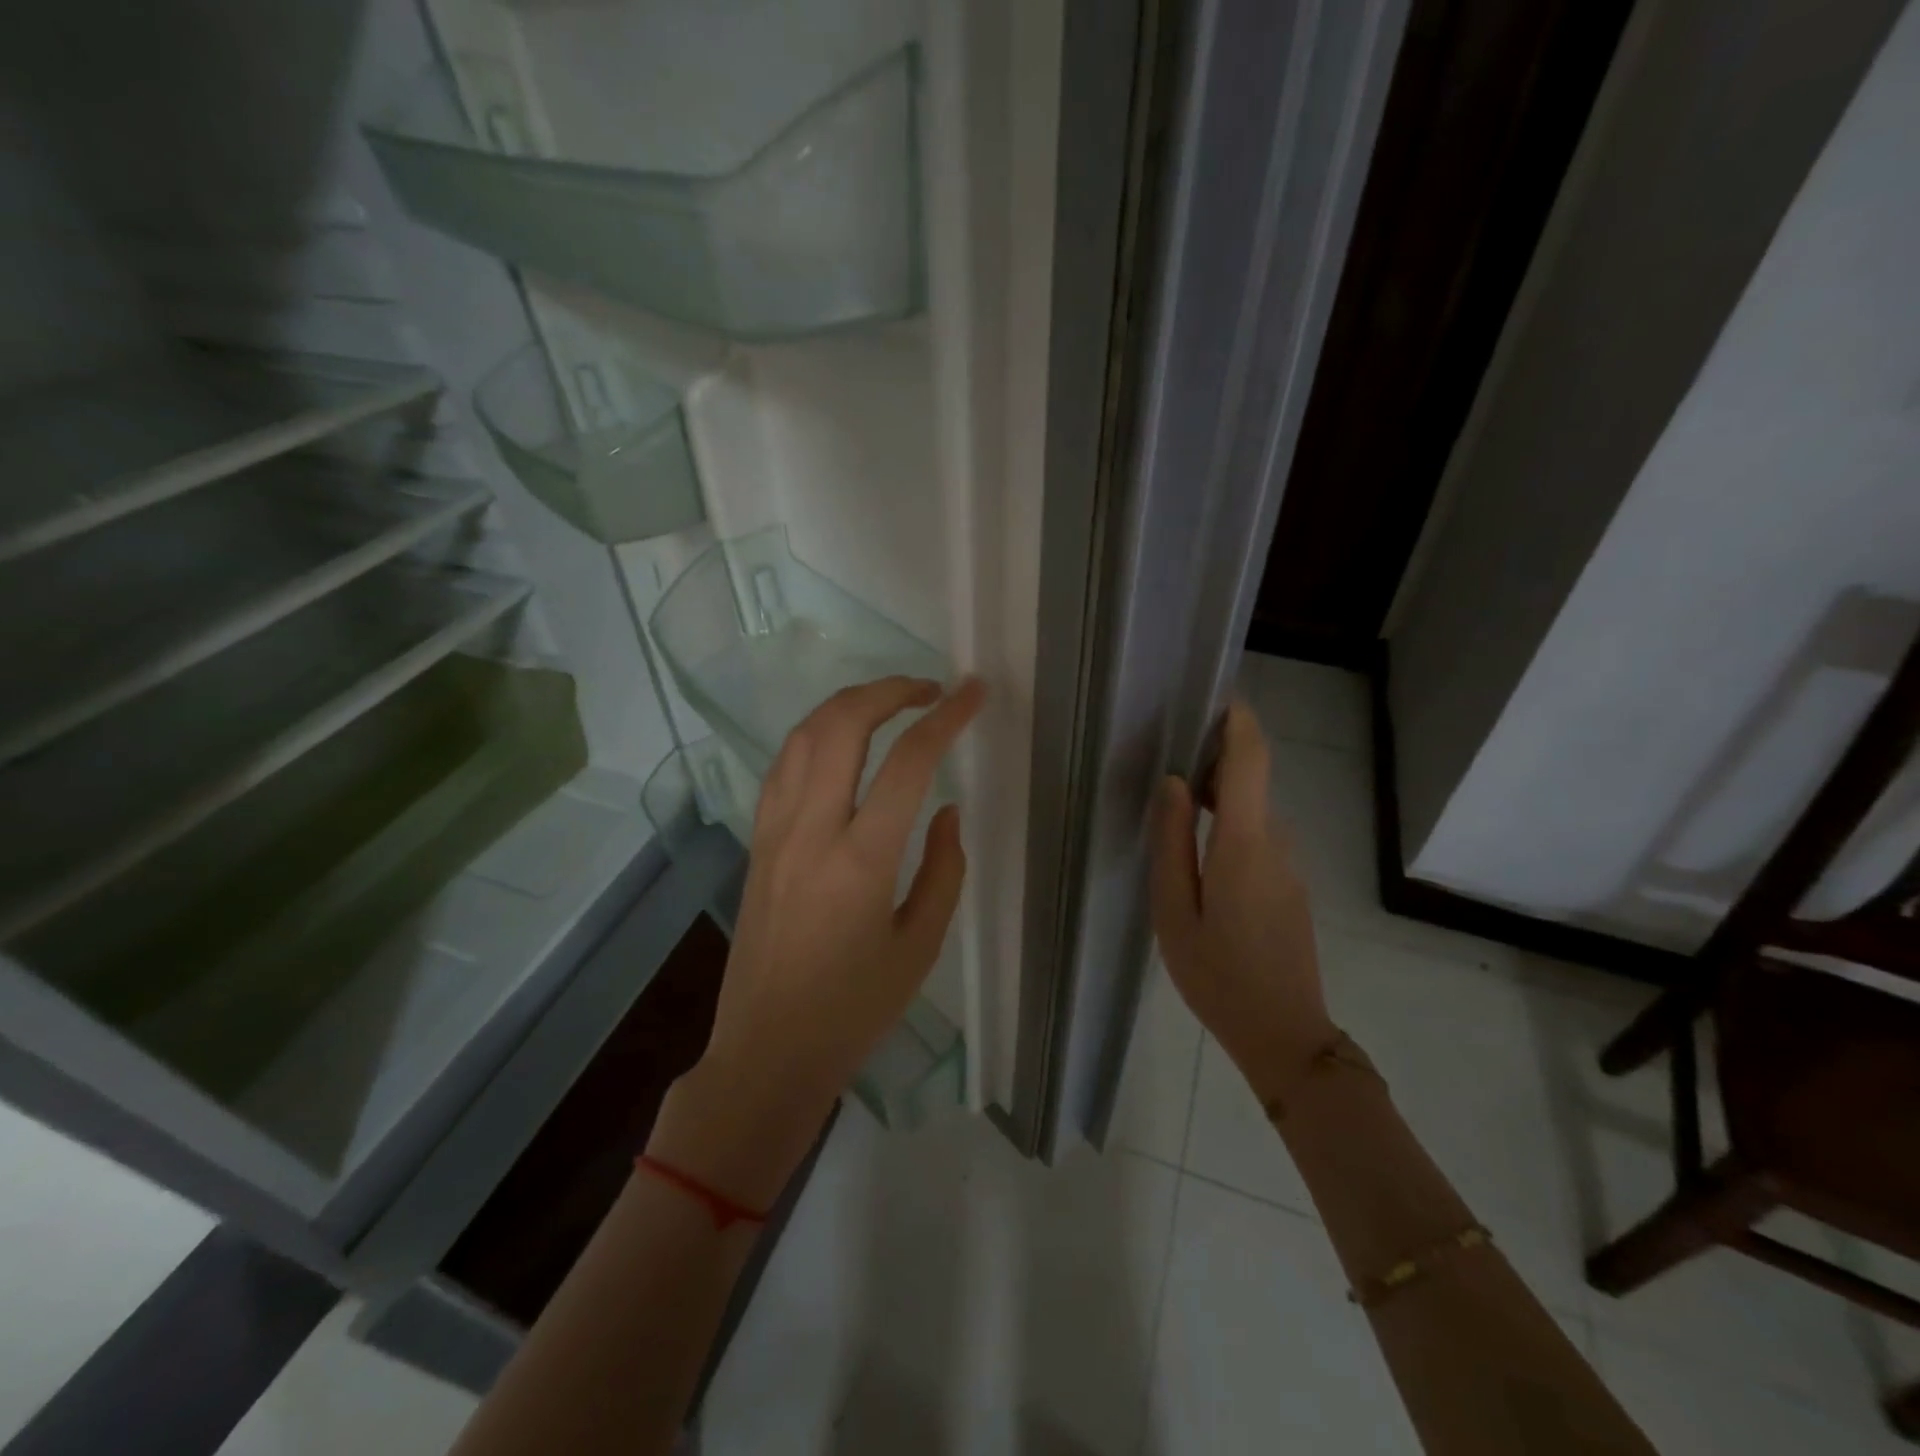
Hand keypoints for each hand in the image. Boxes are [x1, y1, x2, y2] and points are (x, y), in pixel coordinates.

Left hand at [651, 676, 985, 1207]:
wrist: (766, 1050)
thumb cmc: (854, 1010)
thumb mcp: (920, 946)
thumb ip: (944, 869)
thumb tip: (948, 810)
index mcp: (861, 861)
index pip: (908, 762)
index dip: (946, 717)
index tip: (974, 692)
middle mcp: (811, 831)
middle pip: (843, 724)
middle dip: (889, 690)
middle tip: (929, 688)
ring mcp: (774, 831)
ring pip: (804, 735)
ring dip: (849, 704)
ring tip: (889, 703)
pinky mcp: (756, 841)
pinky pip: (783, 765)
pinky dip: (816, 734)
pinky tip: (840, 741)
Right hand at [1150, 700, 1333, 1106]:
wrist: (1285, 1035)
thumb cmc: (1217, 976)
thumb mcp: (1174, 911)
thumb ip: (1173, 842)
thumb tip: (1176, 784)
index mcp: (1243, 844)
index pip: (1251, 761)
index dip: (1238, 721)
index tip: (1215, 695)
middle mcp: (1274, 843)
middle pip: (1251, 781)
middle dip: (1216, 759)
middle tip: (1168, 758)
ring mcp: (1287, 865)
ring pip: (1252, 812)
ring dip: (1220, 795)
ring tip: (1174, 805)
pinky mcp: (1289, 886)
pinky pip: (1257, 838)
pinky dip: (1229, 825)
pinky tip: (1197, 854)